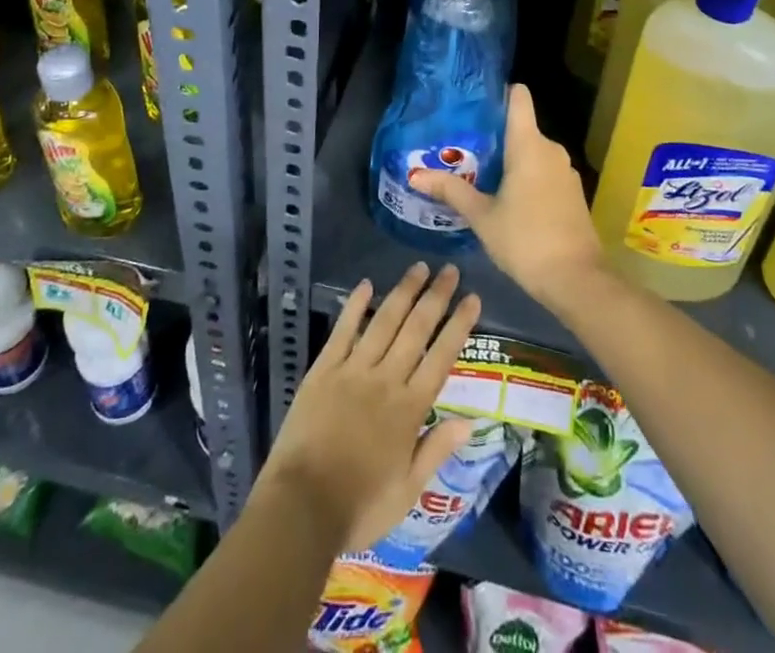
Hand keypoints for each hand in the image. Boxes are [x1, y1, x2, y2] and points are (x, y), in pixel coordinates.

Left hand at [258, 262, 480, 552]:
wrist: (302, 507)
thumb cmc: (360, 506)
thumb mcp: (408, 491)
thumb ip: (437, 449)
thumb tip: (470, 420)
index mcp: (409, 409)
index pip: (441, 357)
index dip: (458, 325)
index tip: (472, 297)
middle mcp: (385, 380)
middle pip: (416, 329)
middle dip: (436, 297)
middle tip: (450, 269)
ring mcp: (353, 370)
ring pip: (384, 321)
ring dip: (403, 292)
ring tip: (418, 268)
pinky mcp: (323, 369)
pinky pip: (343, 331)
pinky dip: (355, 306)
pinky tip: (366, 285)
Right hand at [410, 84, 608, 311]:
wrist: (577, 280)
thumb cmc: (526, 240)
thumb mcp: (482, 216)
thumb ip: (451, 191)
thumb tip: (415, 175)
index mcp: (529, 145)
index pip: (519, 97)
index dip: (500, 93)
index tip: (476, 103)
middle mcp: (551, 149)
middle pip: (522, 126)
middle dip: (495, 135)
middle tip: (464, 147)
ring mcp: (566, 171)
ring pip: (533, 152)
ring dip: (511, 159)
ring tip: (479, 172)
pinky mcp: (573, 192)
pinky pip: (545, 171)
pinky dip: (527, 176)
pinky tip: (508, 197)